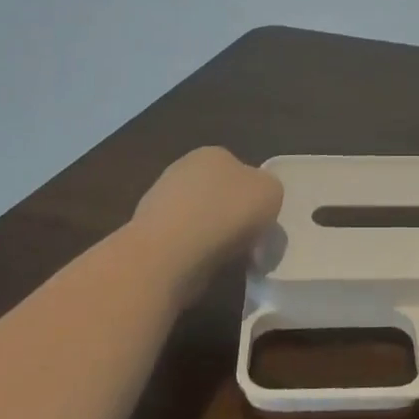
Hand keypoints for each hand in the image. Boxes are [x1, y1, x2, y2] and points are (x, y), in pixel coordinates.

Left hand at [132, 147, 283, 287]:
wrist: (169, 253)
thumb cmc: (227, 214)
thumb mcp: (271, 192)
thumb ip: (268, 190)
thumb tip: (255, 201)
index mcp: (214, 153)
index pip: (240, 170)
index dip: (253, 195)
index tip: (260, 220)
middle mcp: (183, 168)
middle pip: (217, 193)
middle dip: (230, 214)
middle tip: (246, 240)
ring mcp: (160, 199)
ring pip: (198, 217)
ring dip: (210, 234)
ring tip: (224, 258)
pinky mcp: (147, 232)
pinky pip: (181, 240)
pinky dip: (192, 252)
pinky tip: (200, 265)